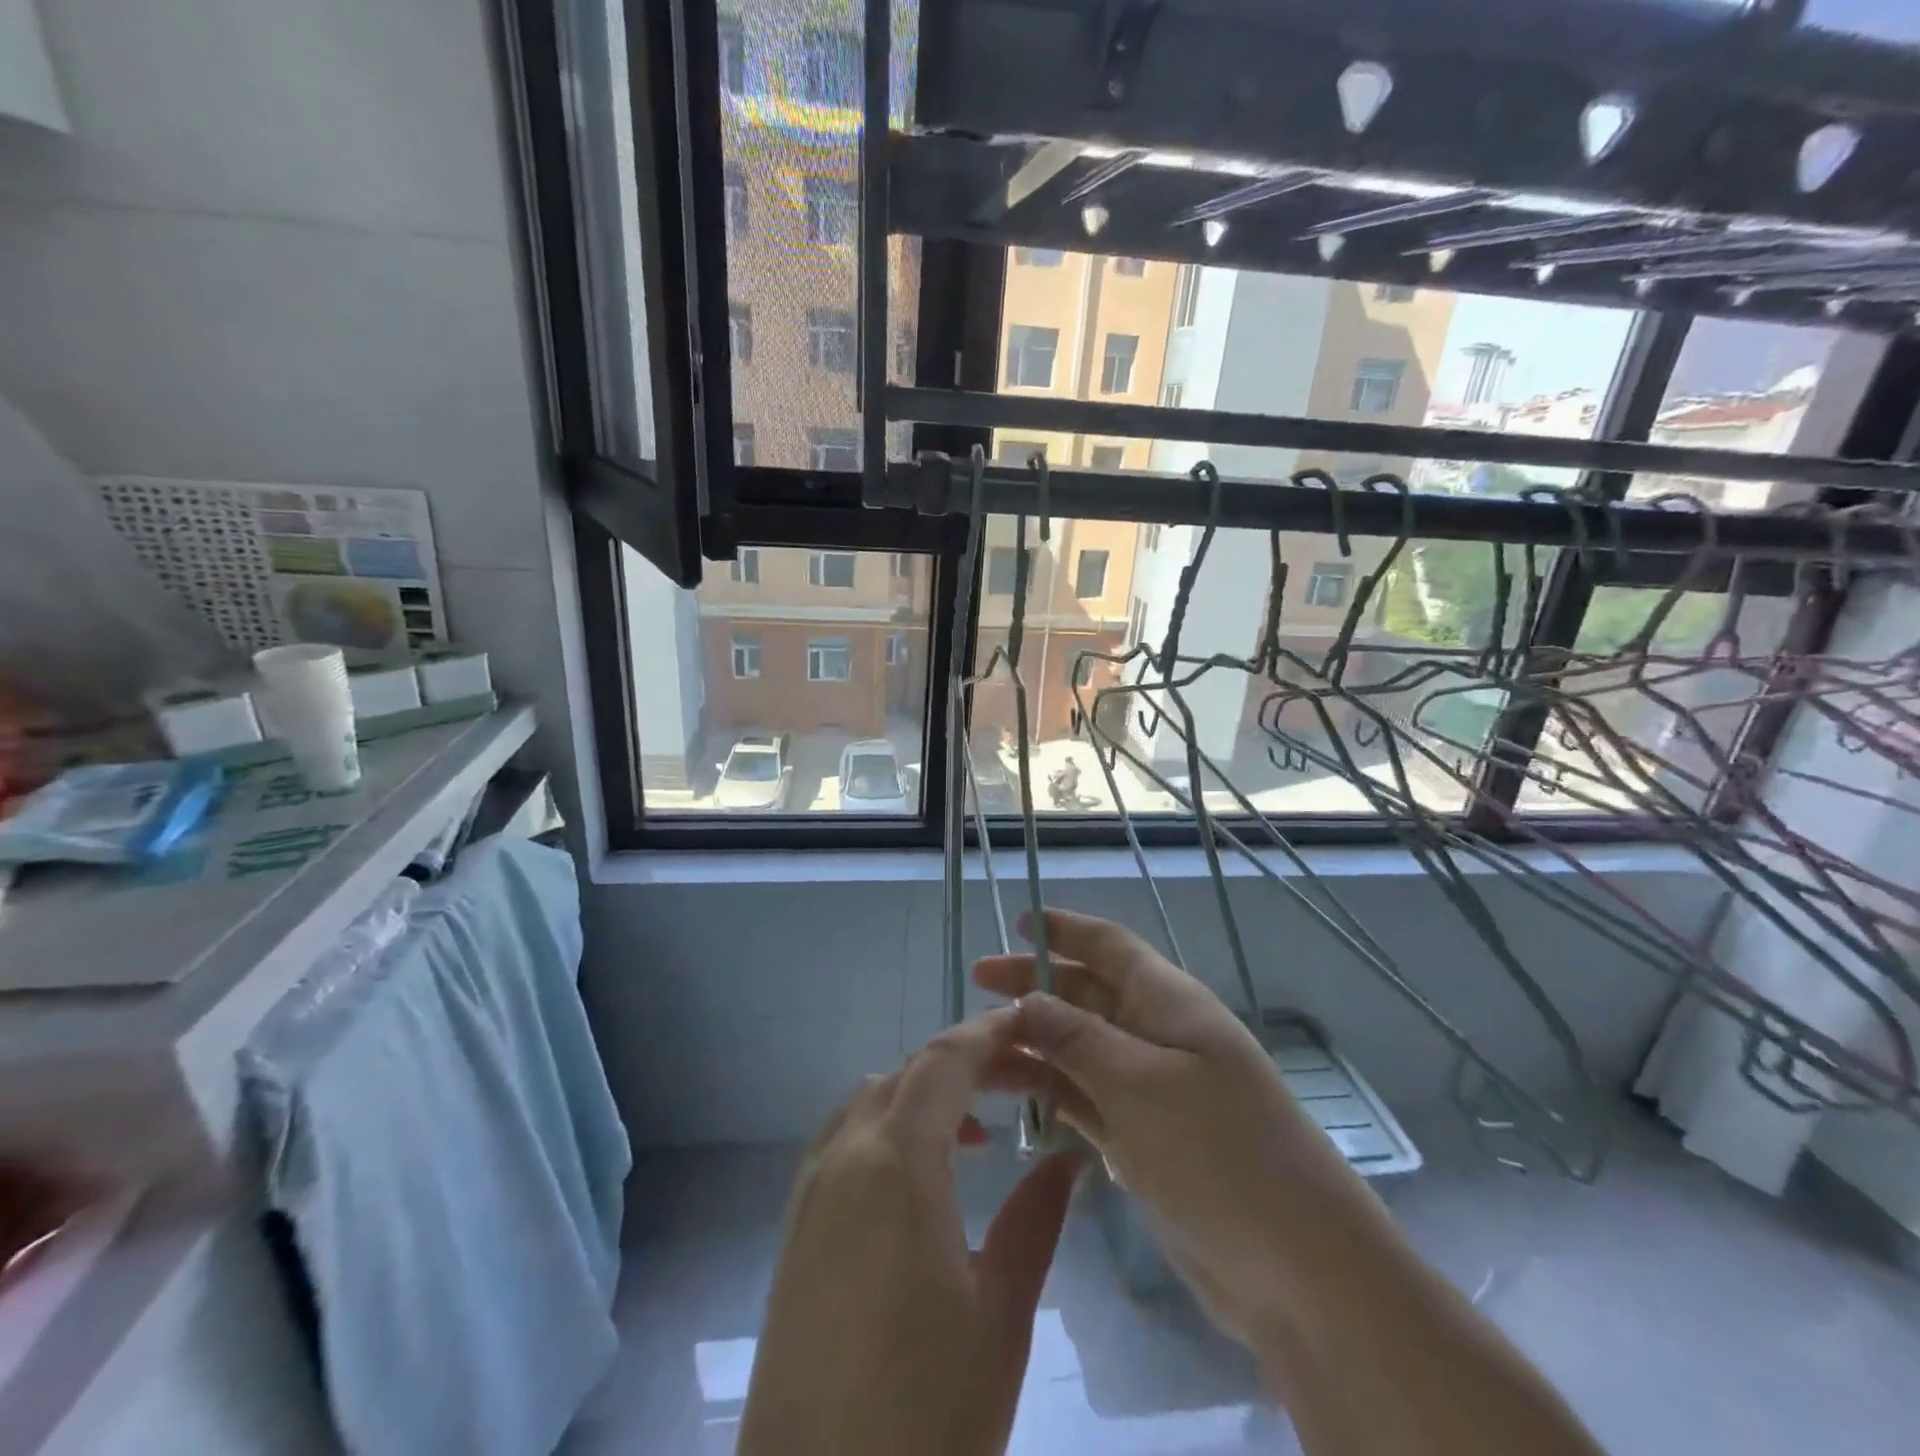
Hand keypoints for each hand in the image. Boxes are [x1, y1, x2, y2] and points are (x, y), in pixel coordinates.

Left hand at [737, 1009, 1082, 1455]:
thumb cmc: (924, 1415)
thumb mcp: (999, 1317)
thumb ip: (1036, 1219)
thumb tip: (1067, 1156)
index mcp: (895, 1162)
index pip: (946, 1061)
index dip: (990, 1033)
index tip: (1032, 1024)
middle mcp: (844, 1155)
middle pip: (909, 1073)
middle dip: (966, 1063)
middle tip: (1023, 1082)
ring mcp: (811, 1189)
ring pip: (873, 1100)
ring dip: (925, 1095)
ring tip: (977, 1133)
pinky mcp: (796, 1226)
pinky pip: (846, 1139)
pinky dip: (889, 1128)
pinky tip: (919, 1181)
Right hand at [974, 908, 1385, 1344]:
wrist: (1298, 1267)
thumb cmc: (1219, 1152)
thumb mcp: (1140, 1083)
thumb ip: (1077, 1038)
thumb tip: (1027, 1000)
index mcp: (1167, 1001)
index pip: (1108, 946)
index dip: (1064, 929)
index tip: (1016, 922)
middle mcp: (1156, 1035)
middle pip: (1085, 993)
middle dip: (1034, 985)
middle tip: (977, 985)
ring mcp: (1149, 1089)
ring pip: (1078, 1048)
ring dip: (1033, 1043)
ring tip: (978, 1052)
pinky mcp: (1143, 1138)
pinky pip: (1085, 1099)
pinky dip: (1050, 1093)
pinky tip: (1012, 1097)